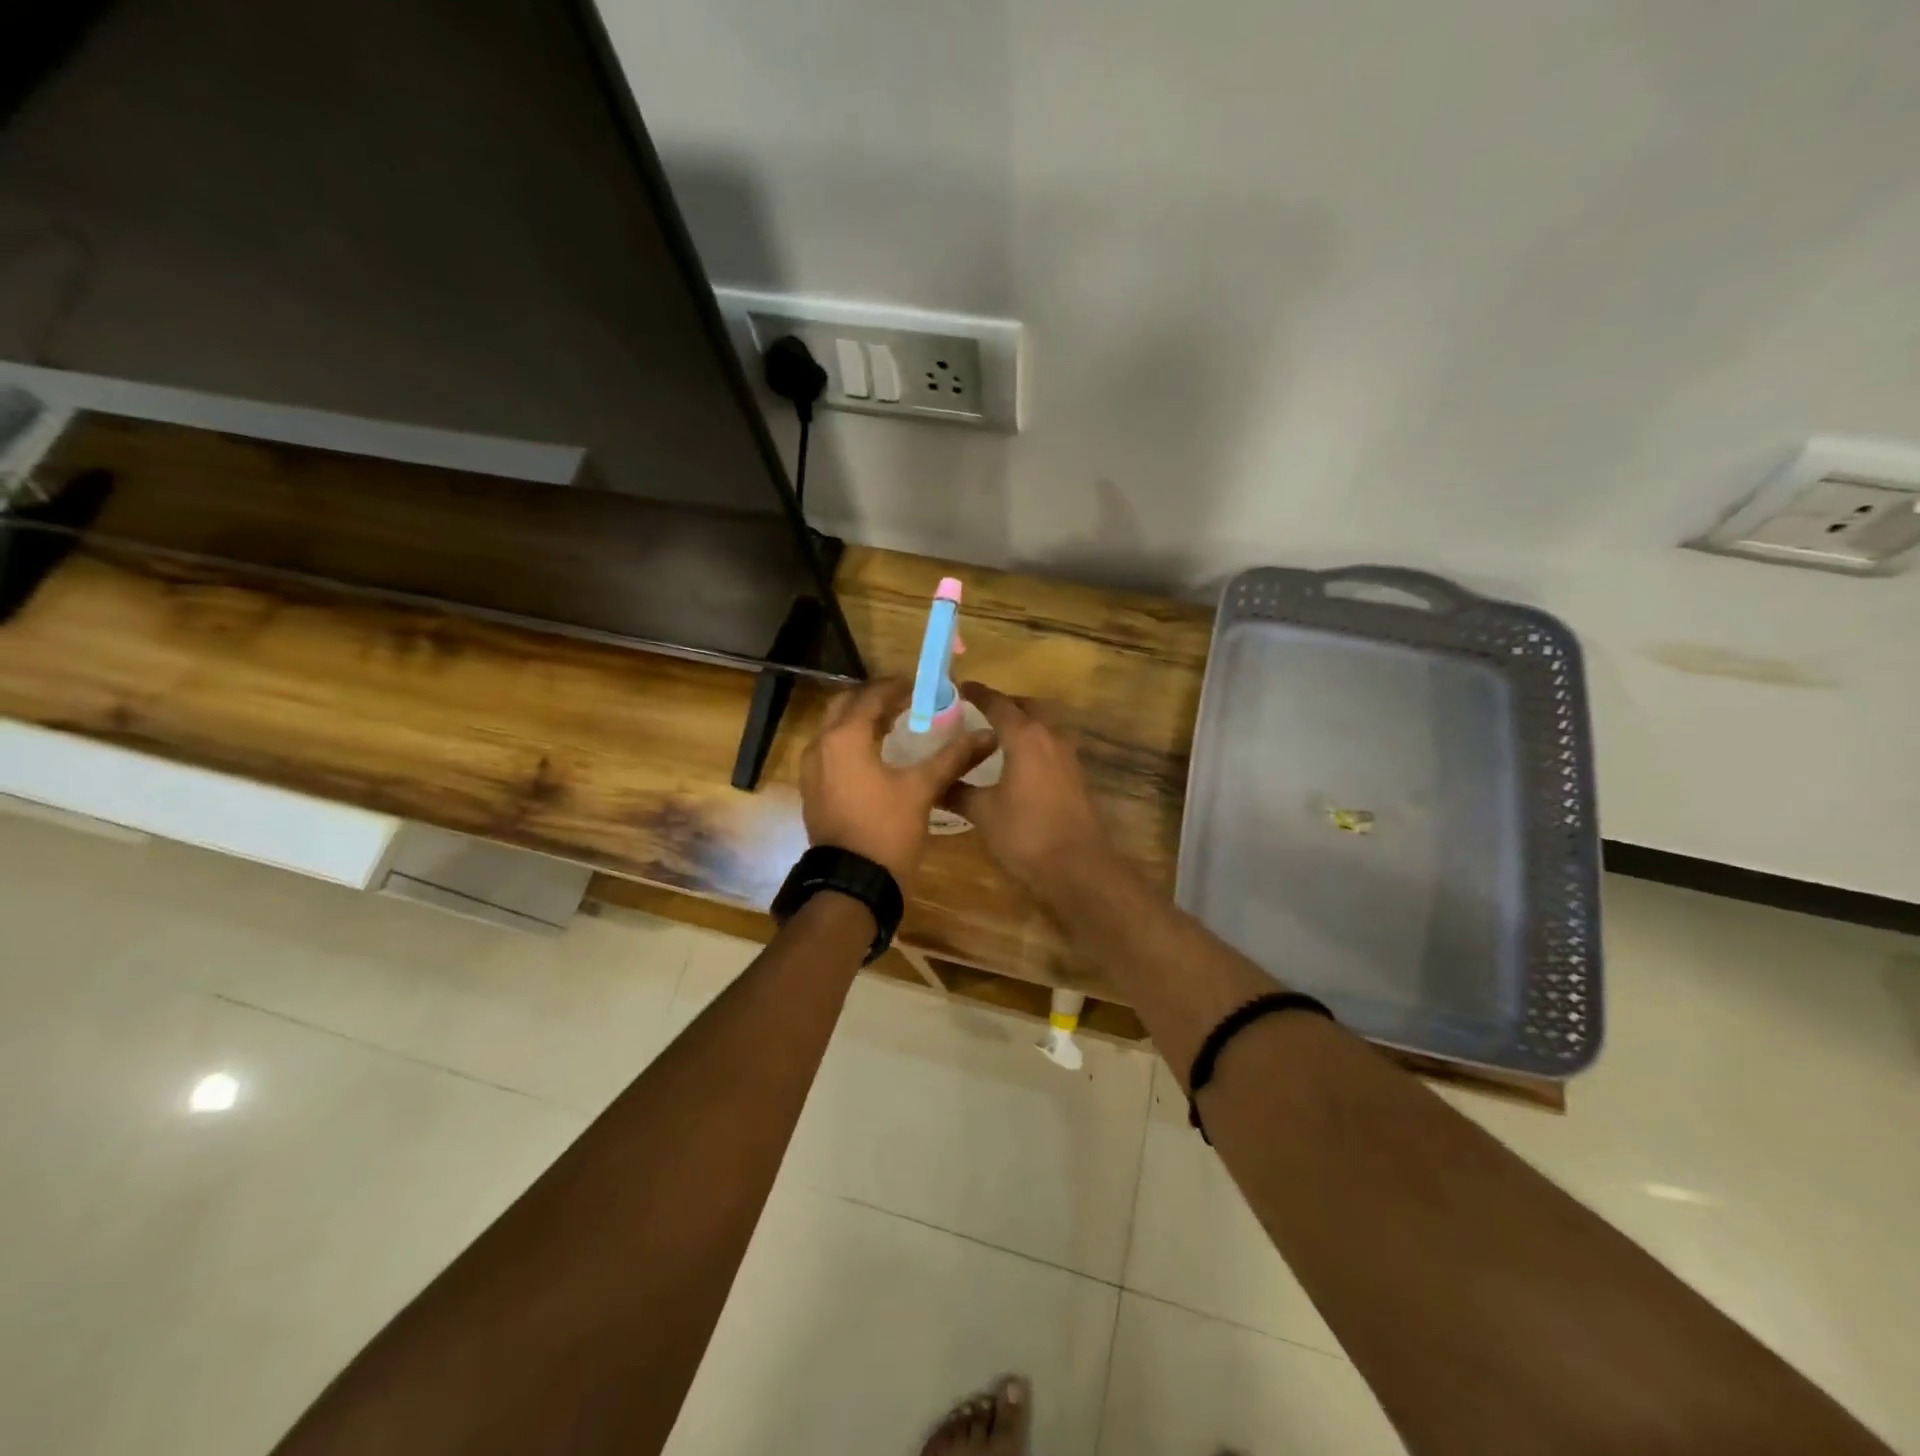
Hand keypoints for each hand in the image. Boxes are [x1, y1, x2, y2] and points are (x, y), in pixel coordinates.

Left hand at [800, 677, 994, 887]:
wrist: (851, 883)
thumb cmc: (887, 830)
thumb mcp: (923, 789)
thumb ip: (953, 757)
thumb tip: (987, 735)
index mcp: (845, 737)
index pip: (872, 696)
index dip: (898, 687)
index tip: (922, 686)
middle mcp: (821, 745)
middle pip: (846, 705)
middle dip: (875, 698)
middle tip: (907, 701)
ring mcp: (812, 769)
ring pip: (835, 728)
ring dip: (861, 719)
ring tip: (895, 723)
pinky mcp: (813, 789)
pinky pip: (831, 750)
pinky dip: (852, 742)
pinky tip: (876, 754)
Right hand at [949, 683, 1113, 899]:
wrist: (1078, 865)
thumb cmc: (1026, 833)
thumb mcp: (984, 812)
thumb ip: (958, 793)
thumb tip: (934, 785)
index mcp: (1025, 736)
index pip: (998, 703)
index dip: (977, 693)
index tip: (960, 688)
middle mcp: (1050, 736)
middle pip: (1026, 706)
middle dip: (1004, 704)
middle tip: (978, 711)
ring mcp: (1067, 754)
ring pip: (1043, 724)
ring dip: (1022, 722)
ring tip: (996, 736)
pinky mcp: (1076, 774)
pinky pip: (1051, 744)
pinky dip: (1033, 742)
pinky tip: (1018, 763)